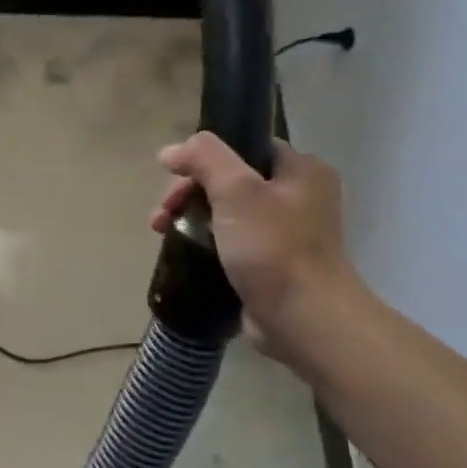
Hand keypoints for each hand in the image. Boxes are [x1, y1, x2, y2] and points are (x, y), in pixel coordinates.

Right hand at [151, 132, 359, 358]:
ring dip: (191, 219)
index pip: (245, 148)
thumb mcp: (236, 190)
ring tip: (162, 234)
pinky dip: (205, 245)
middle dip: (189, 193)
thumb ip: (204, 158)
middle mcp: (300, 198)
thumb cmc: (273, 248)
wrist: (303, 319)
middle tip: (162, 214)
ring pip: (227, 214)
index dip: (204, 158)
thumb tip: (171, 151)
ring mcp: (287, 235)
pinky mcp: (272, 266)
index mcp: (302, 171)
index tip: (173, 178)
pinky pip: (231, 244)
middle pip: (231, 181)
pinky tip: (182, 253)